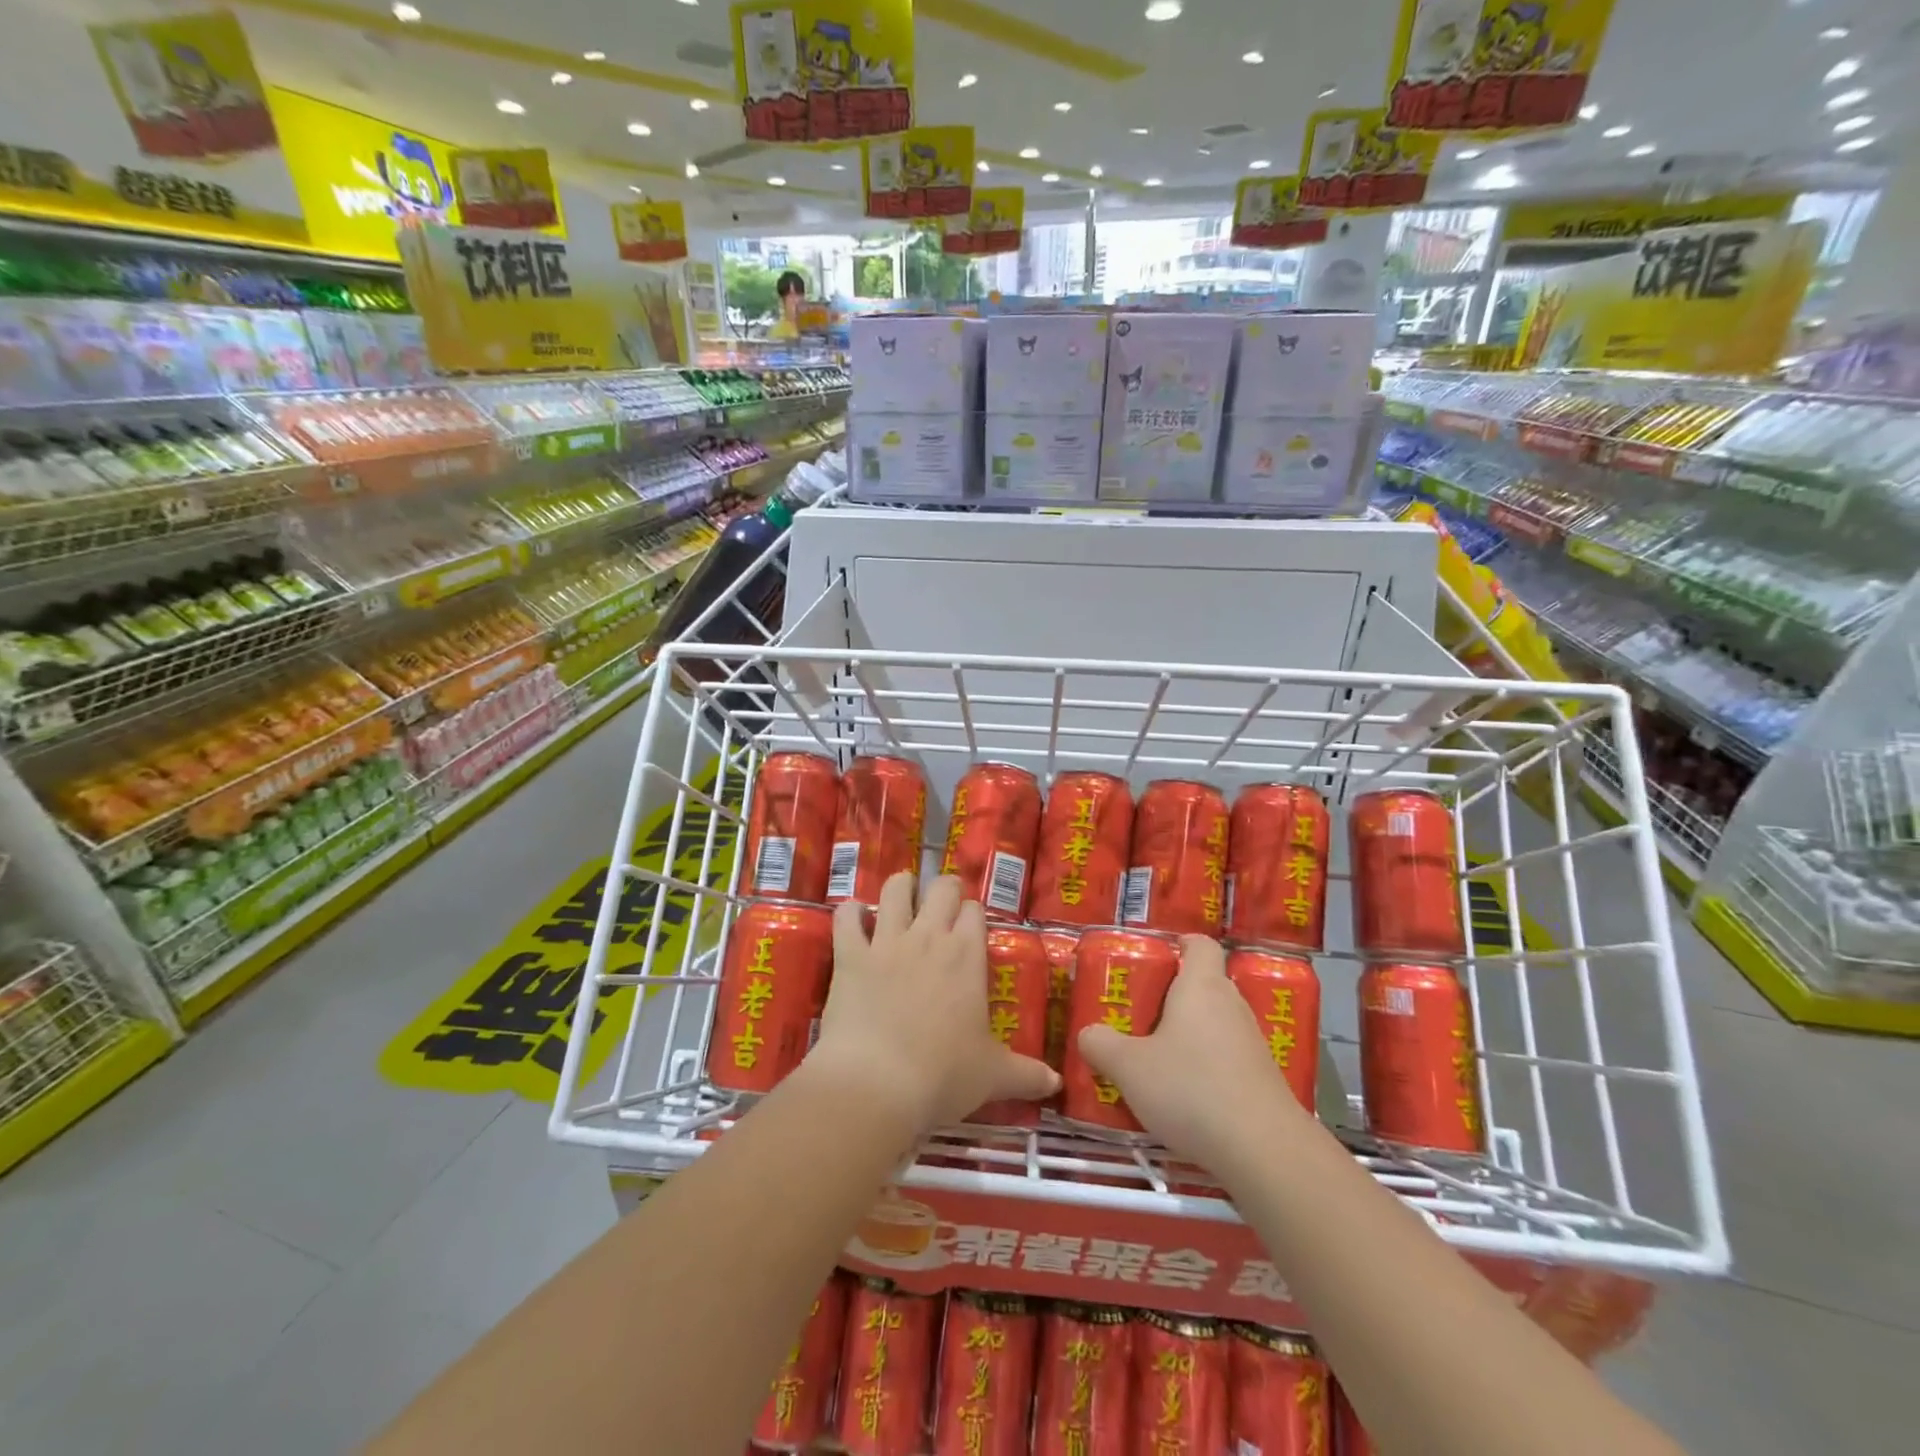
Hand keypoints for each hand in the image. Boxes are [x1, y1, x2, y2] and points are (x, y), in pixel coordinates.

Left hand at [805, 872, 1059, 1132]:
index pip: (975, 911)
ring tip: (902, 895)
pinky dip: (850, 913)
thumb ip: (1026, 1074)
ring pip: (895, 890)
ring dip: (900, 887)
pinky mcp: (849, 955)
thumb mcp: (992, 1077)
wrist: (877, 1084)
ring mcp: (886, 942)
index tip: (971, 925)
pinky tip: (854, 918)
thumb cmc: (942, 1076)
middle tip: (942, 905)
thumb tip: (1056, 1083)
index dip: (973, 914)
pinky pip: (846, 917)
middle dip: (943, 889)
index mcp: (966, 956)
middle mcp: (928, 937)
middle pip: (941, 889)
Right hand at [1076, 936, 1308, 1170]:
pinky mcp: (1263, 1080)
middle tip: (1138, 1015)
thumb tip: (1088, 1034)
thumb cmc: (1192, 1090)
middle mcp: (1231, 1005)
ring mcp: (1253, 1044)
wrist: (1266, 1152)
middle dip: (1171, 996)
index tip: (1153, 959)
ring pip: (1214, 1024)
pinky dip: (1206, 1067)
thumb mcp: (1129, 1067)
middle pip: (1204, 984)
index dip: (1178, 944)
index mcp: (1201, 986)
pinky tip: (1183, 1097)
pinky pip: (1227, 1058)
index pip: (1199, 944)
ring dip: (1188, 1035)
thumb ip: (1100, 1045)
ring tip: (1154, 1060)